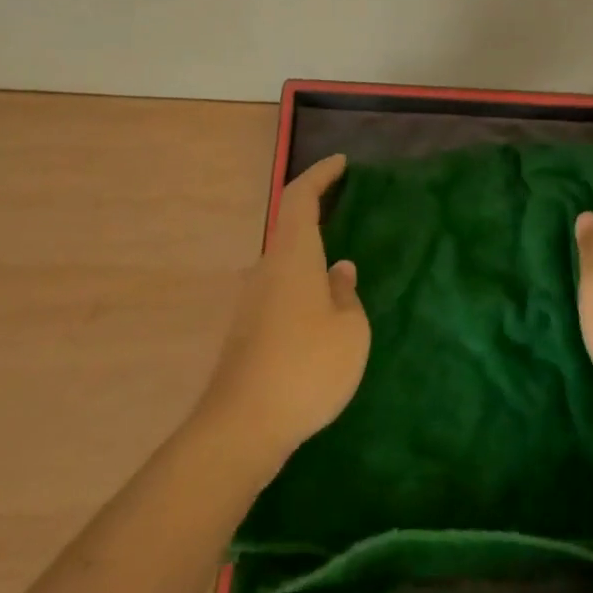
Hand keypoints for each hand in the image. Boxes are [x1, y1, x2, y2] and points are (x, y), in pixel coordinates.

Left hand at [198, 154, 369, 463]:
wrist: (242, 429)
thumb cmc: (306, 368)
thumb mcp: (350, 331)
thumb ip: (347, 294)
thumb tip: (339, 271)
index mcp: (293, 256)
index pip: (300, 197)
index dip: (320, 175)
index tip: (341, 163)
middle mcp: (266, 269)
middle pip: (290, 228)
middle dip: (317, 215)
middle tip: (347, 213)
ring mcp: (251, 302)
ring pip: (285, 264)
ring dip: (310, 258)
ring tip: (341, 271)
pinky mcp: (246, 332)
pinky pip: (280, 292)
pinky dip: (302, 287)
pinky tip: (321, 315)